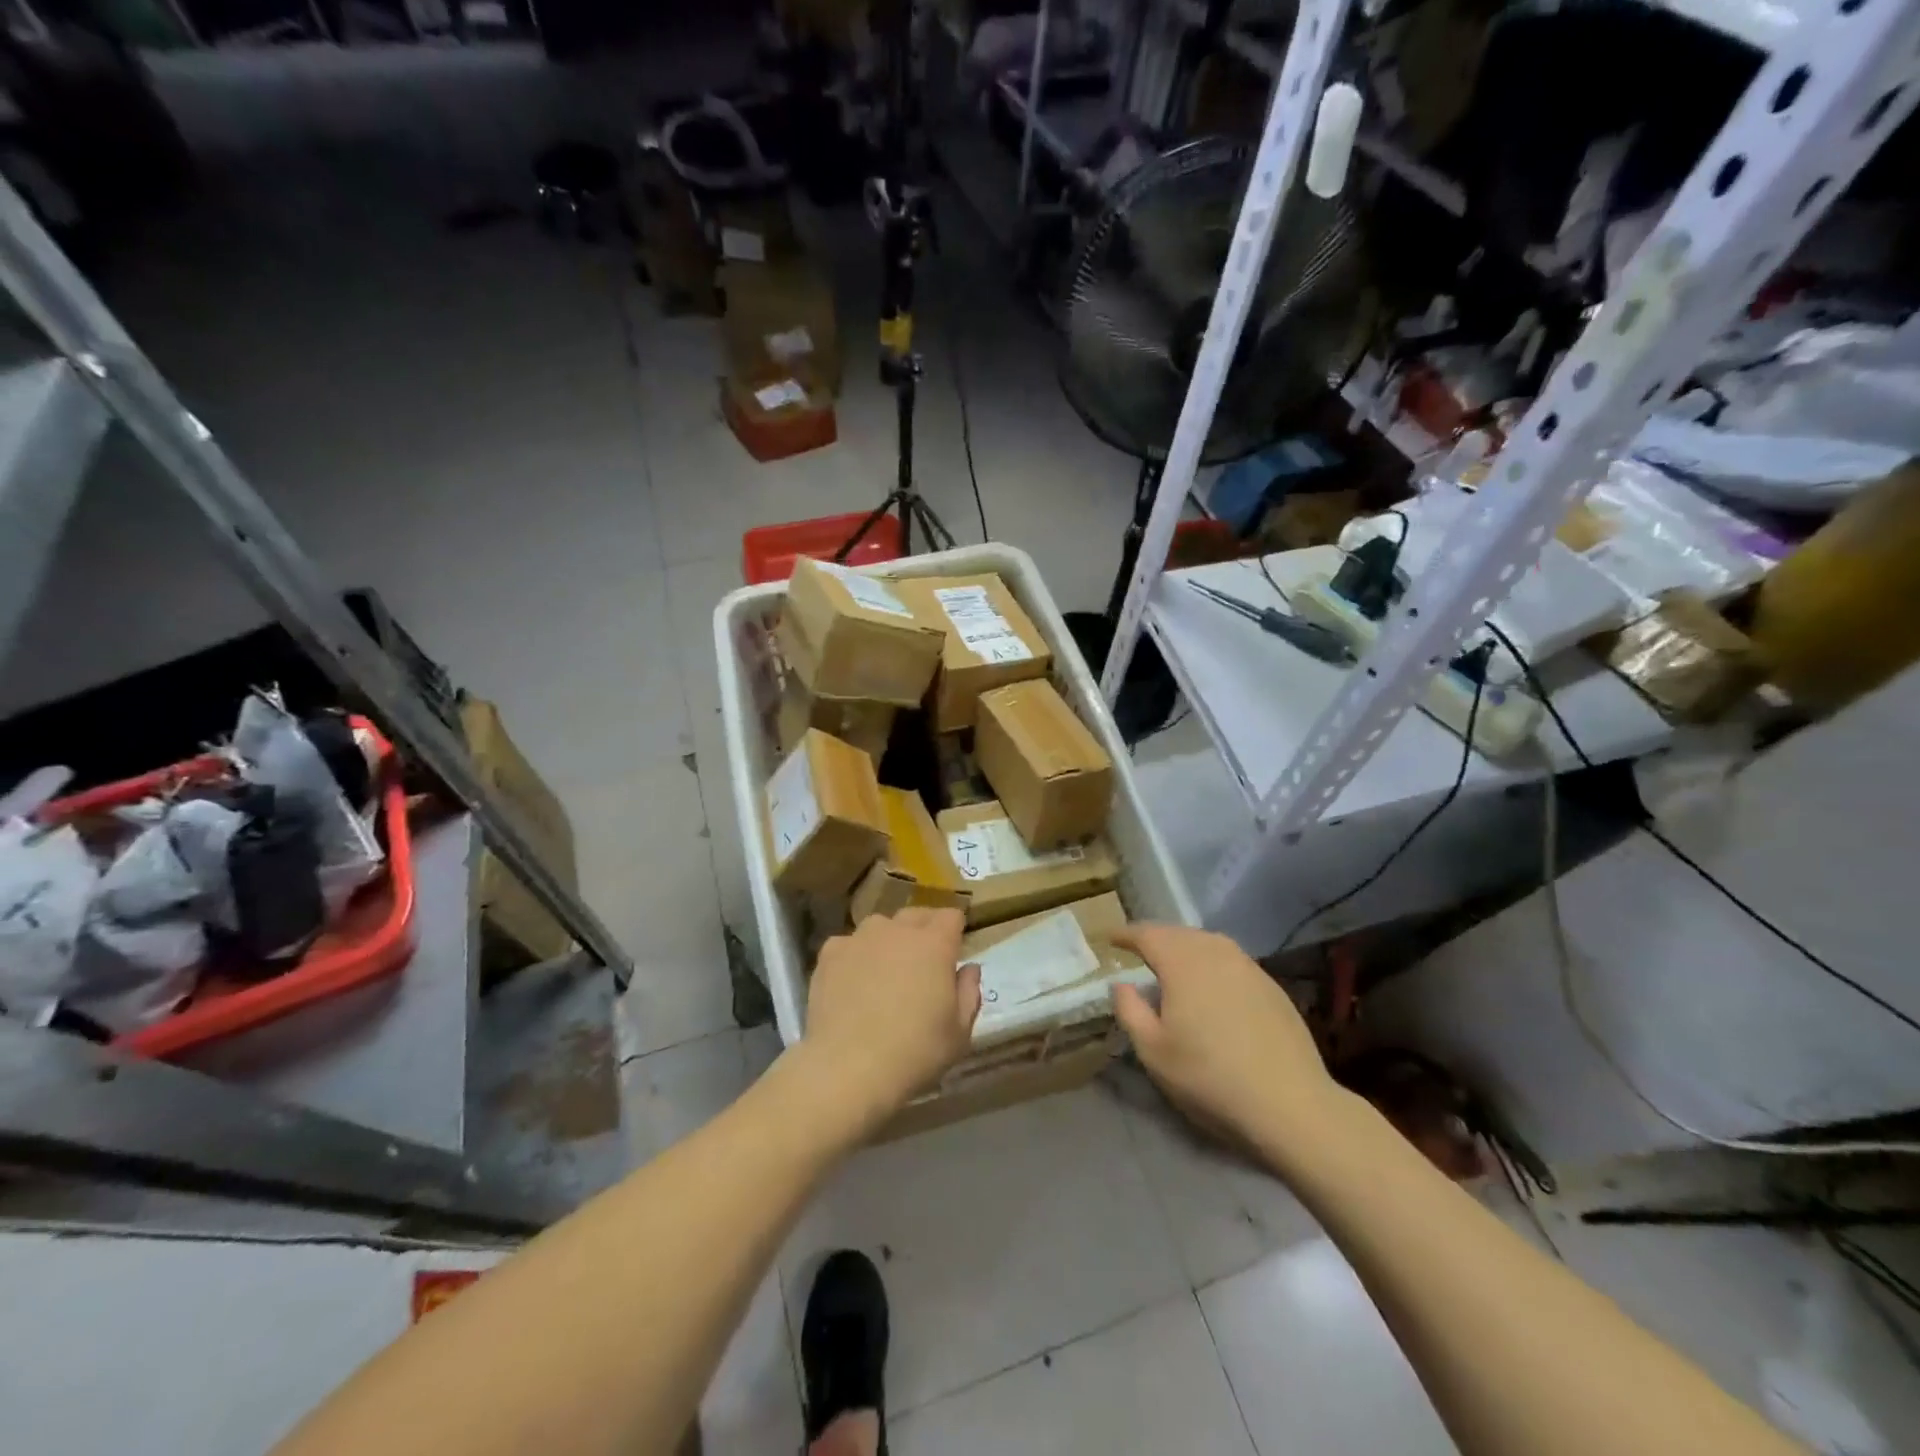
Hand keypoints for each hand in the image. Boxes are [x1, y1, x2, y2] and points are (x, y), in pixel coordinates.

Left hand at [798, 907, 980, 1133]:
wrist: (848, 1067)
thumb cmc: (915, 1052)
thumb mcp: (960, 1033)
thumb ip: (969, 993)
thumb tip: (968, 968)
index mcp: (935, 944)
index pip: (952, 916)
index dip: (955, 931)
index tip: (954, 951)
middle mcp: (897, 930)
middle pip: (916, 915)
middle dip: (924, 930)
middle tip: (923, 963)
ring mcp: (860, 939)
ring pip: (880, 926)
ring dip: (888, 940)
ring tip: (884, 970)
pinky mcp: (830, 954)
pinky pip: (848, 945)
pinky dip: (854, 957)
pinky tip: (852, 983)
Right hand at [1111, 924, 1338, 1150]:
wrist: (1290, 1105)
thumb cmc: (1209, 1077)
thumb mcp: (1153, 1051)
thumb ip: (1130, 1010)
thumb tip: (1122, 984)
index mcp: (1181, 962)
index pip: (1147, 934)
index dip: (1125, 934)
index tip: (1110, 938)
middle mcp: (1215, 952)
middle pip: (1178, 933)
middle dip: (1155, 938)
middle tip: (1138, 952)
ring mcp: (1248, 966)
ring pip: (1207, 943)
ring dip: (1185, 948)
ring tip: (1173, 966)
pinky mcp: (1271, 986)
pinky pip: (1230, 960)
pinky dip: (1211, 963)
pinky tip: (1211, 987)